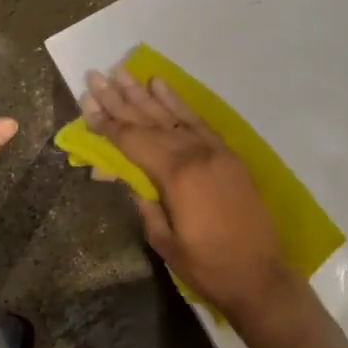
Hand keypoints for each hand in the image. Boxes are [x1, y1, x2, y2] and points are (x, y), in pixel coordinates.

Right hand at [83, 70, 298, 324]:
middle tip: (95, 76)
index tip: (86, 103)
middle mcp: (194, 152)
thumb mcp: (164, 240)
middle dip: (119, 99)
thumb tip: (123, 176)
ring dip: (144, 93)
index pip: (132, 141)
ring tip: (122, 72)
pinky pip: (197, 120)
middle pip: (148, 121)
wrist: (260, 276)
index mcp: (175, 175)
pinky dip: (178, 102)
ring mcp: (214, 149)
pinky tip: (161, 85)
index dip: (107, 124)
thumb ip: (143, 202)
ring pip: (172, 114)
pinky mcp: (227, 153)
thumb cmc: (207, 266)